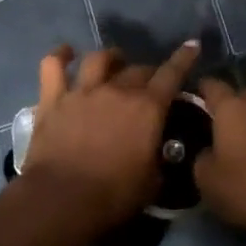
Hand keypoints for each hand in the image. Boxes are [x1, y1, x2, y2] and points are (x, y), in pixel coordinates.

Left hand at [22, 41, 200, 235]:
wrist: (61, 200)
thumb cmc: (113, 196)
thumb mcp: (152, 183)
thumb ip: (159, 160)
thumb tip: (159, 153)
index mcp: (147, 108)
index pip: (172, 74)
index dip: (184, 58)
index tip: (192, 45)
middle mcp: (117, 90)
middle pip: (138, 69)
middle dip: (148, 72)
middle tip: (149, 83)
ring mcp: (83, 91)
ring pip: (99, 59)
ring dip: (111, 57)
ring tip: (114, 61)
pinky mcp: (53, 99)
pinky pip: (54, 65)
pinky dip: (60, 55)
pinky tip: (66, 52)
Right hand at [194, 79, 245, 243]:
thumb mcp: (207, 181)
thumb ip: (200, 157)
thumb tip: (207, 151)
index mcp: (231, 108)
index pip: (211, 85)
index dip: (200, 91)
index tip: (192, 103)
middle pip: (238, 95)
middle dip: (227, 107)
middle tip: (217, 129)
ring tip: (241, 141)